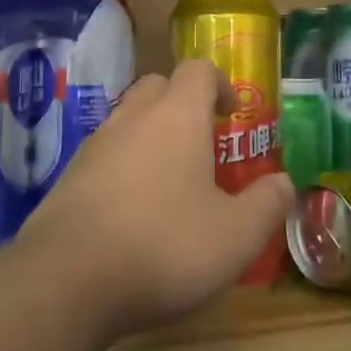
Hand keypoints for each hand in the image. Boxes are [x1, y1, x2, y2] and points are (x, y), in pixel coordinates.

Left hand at [19, 60, 293, 344]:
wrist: (67, 279)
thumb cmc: (164, 247)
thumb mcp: (236, 236)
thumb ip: (267, 204)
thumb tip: (284, 182)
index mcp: (176, 117)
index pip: (198, 71)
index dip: (220, 84)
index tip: (232, 113)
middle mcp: (132, 118)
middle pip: (158, 86)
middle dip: (183, 104)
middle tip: (204, 143)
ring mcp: (94, 145)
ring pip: (128, 120)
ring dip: (152, 135)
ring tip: (171, 181)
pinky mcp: (68, 177)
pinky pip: (105, 154)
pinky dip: (124, 166)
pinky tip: (133, 210)